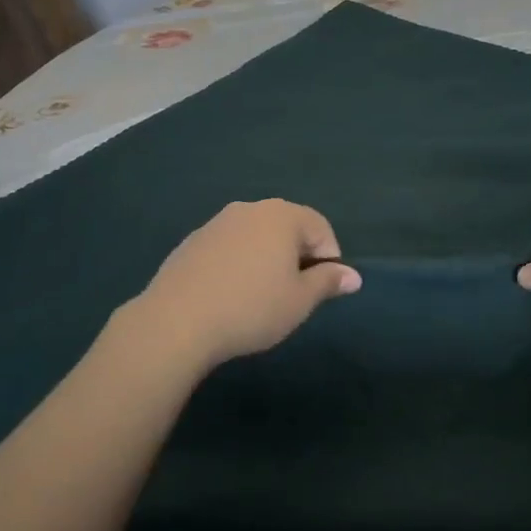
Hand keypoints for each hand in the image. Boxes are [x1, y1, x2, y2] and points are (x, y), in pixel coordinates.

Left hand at [127, 200, 360, 367]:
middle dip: (297, 256)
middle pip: (286, 227)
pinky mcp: (192, 241)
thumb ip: (328, 282)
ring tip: (260, 296)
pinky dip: (237, 263)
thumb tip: (353, 276)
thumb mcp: (299, 301)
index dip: (329, 258)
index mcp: (281, 216)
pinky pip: (228, 247)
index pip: (320, 227)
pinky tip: (229, 295)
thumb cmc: (251, 308)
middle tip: (294, 294)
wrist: (177, 321)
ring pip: (255, 236)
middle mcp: (250, 209)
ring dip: (266, 258)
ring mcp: (217, 222)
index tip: (321, 290)